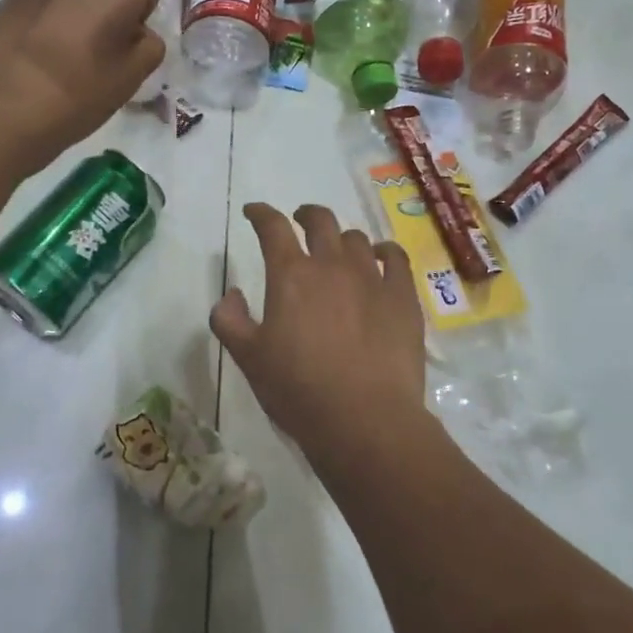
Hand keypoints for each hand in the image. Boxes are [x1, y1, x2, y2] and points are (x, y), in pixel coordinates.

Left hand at [0, 0, 167, 174]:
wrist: (1, 114)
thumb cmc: (79, 96)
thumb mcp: (133, 77)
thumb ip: (149, 43)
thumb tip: (137, 31)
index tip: (155, 4)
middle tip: (123, 29)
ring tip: (83, 44)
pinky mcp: (13, 0)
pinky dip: (59, 13)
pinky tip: (49, 51)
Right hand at [212, 204, 428, 465]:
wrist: (364, 419)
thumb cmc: (299, 390)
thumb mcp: (248, 359)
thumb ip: (229, 320)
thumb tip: (231, 293)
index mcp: (290, 275)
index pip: (272, 227)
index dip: (261, 214)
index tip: (254, 213)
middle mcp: (331, 265)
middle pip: (320, 221)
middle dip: (306, 214)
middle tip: (299, 221)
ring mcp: (372, 278)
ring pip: (356, 239)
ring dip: (341, 238)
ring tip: (338, 250)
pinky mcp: (403, 297)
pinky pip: (395, 258)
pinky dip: (384, 251)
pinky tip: (380, 258)